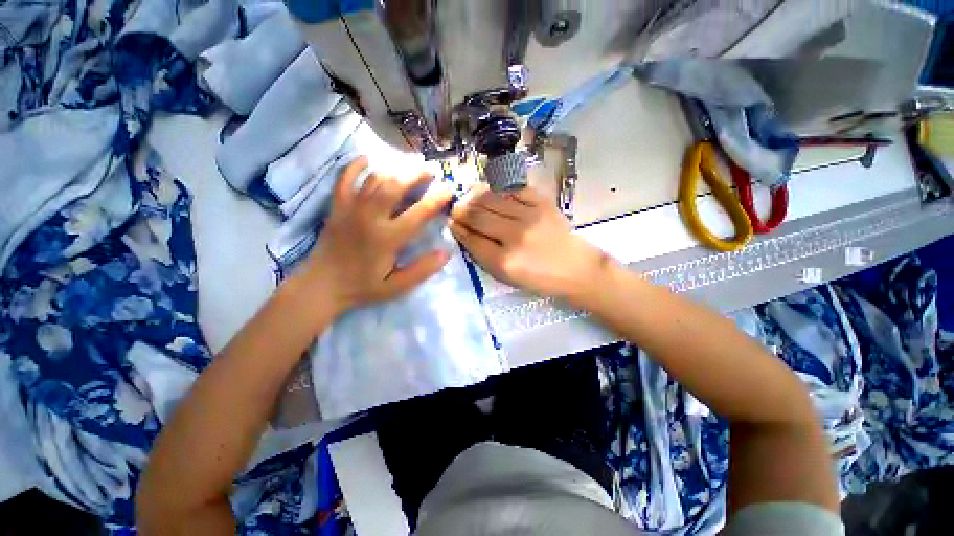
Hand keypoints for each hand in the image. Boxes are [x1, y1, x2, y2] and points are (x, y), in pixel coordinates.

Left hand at [296, 157, 452, 314]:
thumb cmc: (363, 287)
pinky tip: (366, 159)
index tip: (448, 190)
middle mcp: (370, 218)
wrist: (321, 286)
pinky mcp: (336, 207)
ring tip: (409, 166)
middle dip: (415, 174)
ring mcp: (350, 209)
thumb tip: (446, 253)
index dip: (435, 199)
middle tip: (429, 170)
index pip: (418, 213)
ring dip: (394, 169)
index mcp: (387, 238)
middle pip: (394, 186)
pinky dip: (354, 166)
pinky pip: (344, 179)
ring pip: (374, 179)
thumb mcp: (397, 287)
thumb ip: (422, 270)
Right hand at [449, 184, 610, 303]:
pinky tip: (491, 191)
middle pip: (478, 216)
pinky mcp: (542, 203)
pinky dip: (498, 189)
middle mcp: (515, 236)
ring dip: (474, 197)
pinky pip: (512, 189)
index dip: (457, 228)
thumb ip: (483, 256)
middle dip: (461, 210)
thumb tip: (464, 232)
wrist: (575, 268)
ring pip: (491, 199)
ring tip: (468, 197)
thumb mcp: (506, 277)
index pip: (472, 239)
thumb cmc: (539, 278)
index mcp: (504, 261)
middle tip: (455, 208)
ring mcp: (529, 216)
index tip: (450, 222)